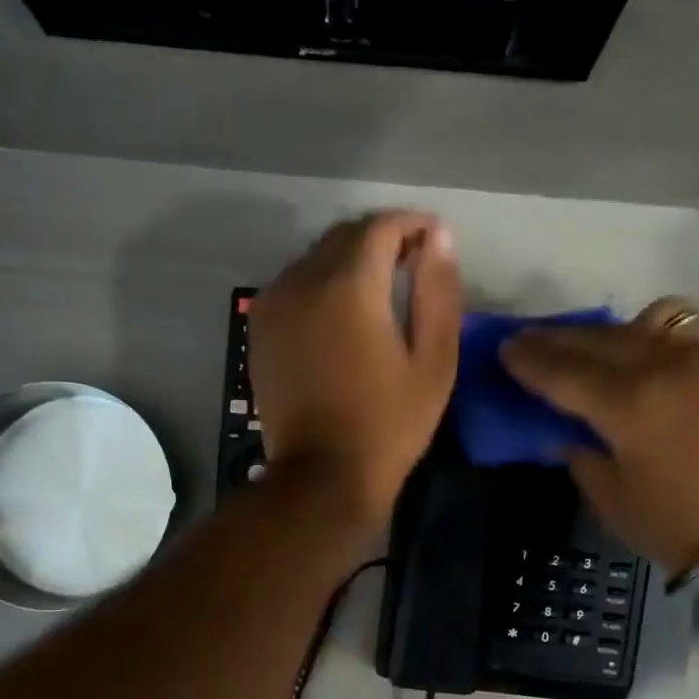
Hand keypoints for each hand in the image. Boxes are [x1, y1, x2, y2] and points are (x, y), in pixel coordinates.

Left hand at [249, 211, 462, 526]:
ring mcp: (274, 303)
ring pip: (316, 256)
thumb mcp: (433, 361)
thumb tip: (438, 236)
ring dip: (350, 258)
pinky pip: (294, 282)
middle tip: (413, 262)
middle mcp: (303, 281)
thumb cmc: (389, 423)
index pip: (381, 226)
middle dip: (382, 238)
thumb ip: (437, 291)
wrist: (322, 475)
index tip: (434, 238)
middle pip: (344, 235)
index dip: (412, 224)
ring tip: (382, 287)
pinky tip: (342, 311)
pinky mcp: (260, 327)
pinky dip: (322, 281)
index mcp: (349, 286)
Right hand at [499, 299, 698, 573]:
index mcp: (628, 406)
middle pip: (595, 338)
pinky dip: (650, 336)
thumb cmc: (687, 529)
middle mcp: (663, 365)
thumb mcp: (615, 501)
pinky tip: (642, 355)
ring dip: (604, 332)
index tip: (505, 349)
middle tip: (530, 340)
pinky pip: (680, 331)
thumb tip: (567, 428)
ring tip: (588, 346)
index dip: (527, 359)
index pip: (561, 370)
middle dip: (556, 339)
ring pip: (639, 324)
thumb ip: (582, 455)